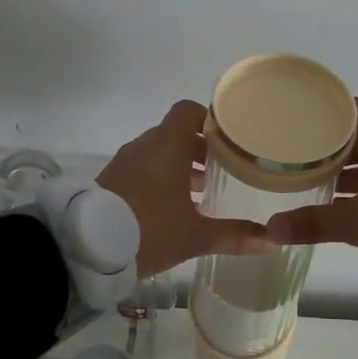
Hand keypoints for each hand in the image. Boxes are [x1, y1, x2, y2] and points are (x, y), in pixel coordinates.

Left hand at [98, 101, 274, 277]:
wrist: (86, 247)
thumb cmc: (149, 230)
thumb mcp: (195, 236)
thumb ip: (233, 235)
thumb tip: (271, 241)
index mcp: (168, 145)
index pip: (189, 111)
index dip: (210, 120)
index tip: (230, 140)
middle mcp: (145, 146)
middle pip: (177, 133)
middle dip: (200, 149)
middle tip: (223, 171)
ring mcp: (124, 162)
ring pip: (158, 152)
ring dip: (179, 166)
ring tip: (200, 193)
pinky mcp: (110, 180)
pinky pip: (142, 168)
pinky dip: (159, 177)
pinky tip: (171, 208)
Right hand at [261, 98, 357, 280]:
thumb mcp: (355, 223)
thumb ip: (311, 223)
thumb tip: (270, 229)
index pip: (352, 108)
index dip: (326, 111)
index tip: (298, 120)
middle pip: (357, 135)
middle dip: (327, 145)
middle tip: (295, 153)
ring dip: (342, 169)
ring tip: (309, 180)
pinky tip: (337, 205)